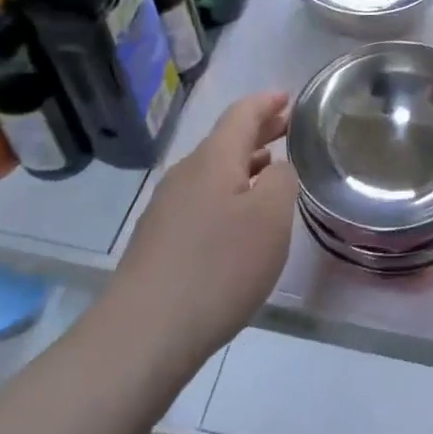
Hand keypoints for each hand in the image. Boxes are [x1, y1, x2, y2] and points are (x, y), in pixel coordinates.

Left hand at [110, 91, 296, 372]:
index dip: (268, 102)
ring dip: (244, 164)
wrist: (142, 335)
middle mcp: (186, 174)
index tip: (290, 98)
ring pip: (213, 171)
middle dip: (258, 131)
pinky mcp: (158, 240)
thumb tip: (277, 167)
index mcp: (213, 159)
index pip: (242, 113)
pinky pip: (201, 199)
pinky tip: (240, 219)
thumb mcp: (270, 218)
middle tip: (289, 129)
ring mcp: (167, 208)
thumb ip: (282, 180)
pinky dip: (228, 192)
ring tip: (271, 170)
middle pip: (225, 140)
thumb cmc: (218, 267)